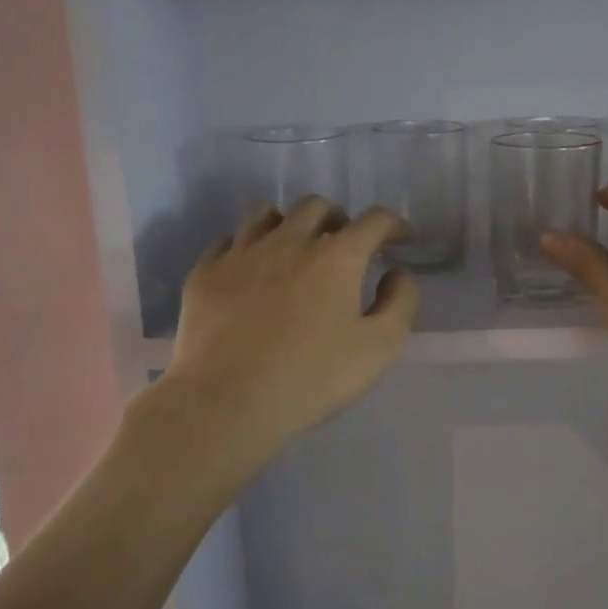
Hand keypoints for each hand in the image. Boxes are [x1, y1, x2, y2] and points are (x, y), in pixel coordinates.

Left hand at [159, 198, 420, 470]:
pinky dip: (247, 246)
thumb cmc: (311, 378)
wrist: (226, 401)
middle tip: (344, 245)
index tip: (401, 239)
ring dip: (289, 223)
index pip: (374, 221)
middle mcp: (288, 241)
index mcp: (336, 257)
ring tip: (294, 246)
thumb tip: (397, 273)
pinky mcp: (205, 273)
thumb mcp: (380, 348)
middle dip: (338, 218)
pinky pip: (228, 241)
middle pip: (316, 206)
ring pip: (266, 214)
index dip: (393, 225)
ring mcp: (241, 253)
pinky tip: (250, 269)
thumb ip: (400, 303)